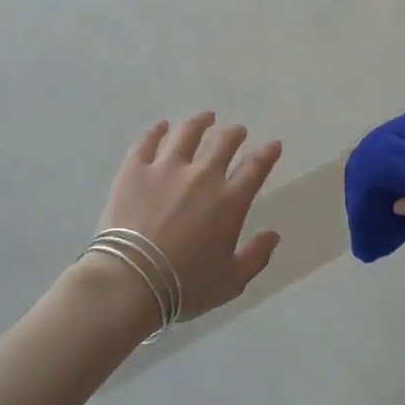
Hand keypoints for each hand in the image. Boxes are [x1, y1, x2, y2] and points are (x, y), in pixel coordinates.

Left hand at [96, 113, 282, 321]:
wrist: (131, 280)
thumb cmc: (184, 286)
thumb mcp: (231, 281)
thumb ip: (256, 256)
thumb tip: (274, 235)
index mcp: (229, 201)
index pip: (256, 167)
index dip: (267, 153)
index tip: (273, 145)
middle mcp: (202, 176)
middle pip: (224, 143)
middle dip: (235, 134)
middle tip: (237, 131)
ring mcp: (166, 168)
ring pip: (187, 134)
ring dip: (200, 122)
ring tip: (205, 118)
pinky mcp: (134, 169)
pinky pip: (147, 141)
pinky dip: (157, 131)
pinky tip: (162, 126)